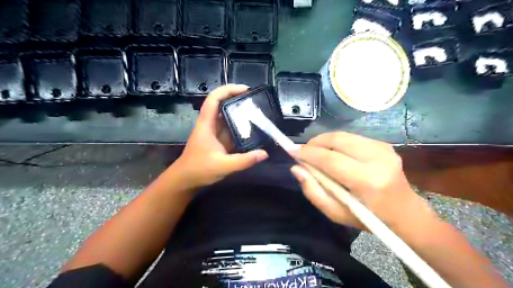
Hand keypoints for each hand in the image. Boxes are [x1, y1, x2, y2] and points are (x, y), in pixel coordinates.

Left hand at [172, 85, 268, 188]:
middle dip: (238, 99)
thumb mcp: (223, 166)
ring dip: (240, 113)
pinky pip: (231, 129)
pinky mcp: (219, 140)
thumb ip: (244, 160)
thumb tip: (264, 154)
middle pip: (222, 105)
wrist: (185, 180)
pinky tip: (253, 129)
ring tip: (258, 112)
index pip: (214, 99)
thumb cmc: (199, 170)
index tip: (245, 89)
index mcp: (207, 124)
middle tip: (256, 101)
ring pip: (227, 117)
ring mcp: (215, 132)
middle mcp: (210, 124)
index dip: (228, 90)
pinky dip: (241, 126)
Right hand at [290, 131, 427, 228]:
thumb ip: (313, 191)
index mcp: (367, 181)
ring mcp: (383, 149)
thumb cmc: (368, 218)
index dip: (308, 153)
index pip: (330, 159)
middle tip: (303, 151)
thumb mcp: (336, 213)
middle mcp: (377, 159)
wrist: (405, 212)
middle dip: (315, 142)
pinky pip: (352, 137)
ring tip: (315, 151)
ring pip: (344, 135)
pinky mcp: (384, 144)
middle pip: (337, 140)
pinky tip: (333, 152)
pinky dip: (337, 142)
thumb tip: (296, 168)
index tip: (291, 150)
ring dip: (325, 141)